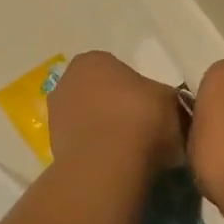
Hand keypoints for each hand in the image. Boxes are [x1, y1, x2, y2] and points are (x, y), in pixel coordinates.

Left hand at [46, 52, 183, 171]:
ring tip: (132, 150)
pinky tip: (116, 163)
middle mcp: (67, 81)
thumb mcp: (170, 100)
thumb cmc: (141, 118)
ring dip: (105, 130)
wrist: (109, 164)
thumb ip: (165, 97)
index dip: (137, 89)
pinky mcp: (53, 147)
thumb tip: (165, 106)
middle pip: (99, 93)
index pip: (118, 69)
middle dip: (117, 108)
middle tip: (143, 127)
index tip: (152, 108)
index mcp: (93, 60)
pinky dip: (97, 150)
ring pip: (89, 119)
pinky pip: (83, 143)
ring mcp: (55, 115)